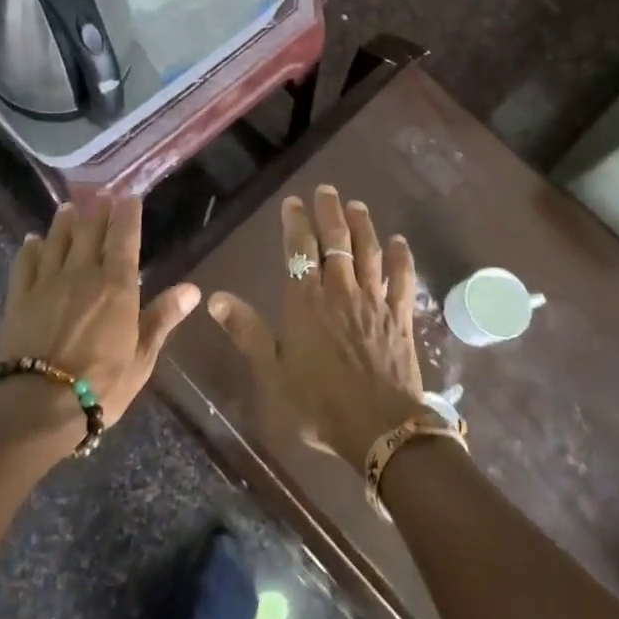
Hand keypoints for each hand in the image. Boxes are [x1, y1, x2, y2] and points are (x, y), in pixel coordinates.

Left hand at [0, 196, 199, 431]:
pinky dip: (30, 248)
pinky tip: (32, 240)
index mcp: (116, 285)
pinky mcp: (18, 298)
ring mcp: (46, 283)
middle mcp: (81, 274)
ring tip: (68, 208)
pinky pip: (24, 264)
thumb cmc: (101, 385)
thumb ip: (163, 318)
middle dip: (98, 211)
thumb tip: (192, 289)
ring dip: (64, 222)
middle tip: (102, 195)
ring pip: (57, 241)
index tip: (129, 196)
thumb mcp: (142, 357)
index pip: (124, 238)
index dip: (127, 214)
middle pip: (90, 232)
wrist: (37, 406)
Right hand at [207, 185, 423, 463]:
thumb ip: (247, 331)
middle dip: (330, 212)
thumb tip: (215, 297)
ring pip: (369, 252)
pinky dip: (402, 258)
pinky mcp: (400, 316)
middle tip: (326, 190)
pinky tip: (401, 241)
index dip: (295, 223)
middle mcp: (341, 291)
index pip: (300, 251)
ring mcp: (374, 301)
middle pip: (337, 241)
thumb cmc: (319, 403)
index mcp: (307, 302)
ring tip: (356, 205)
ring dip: (363, 225)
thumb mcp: (274, 371)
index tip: (293, 202)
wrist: (380, 429)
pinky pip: (403, 279)